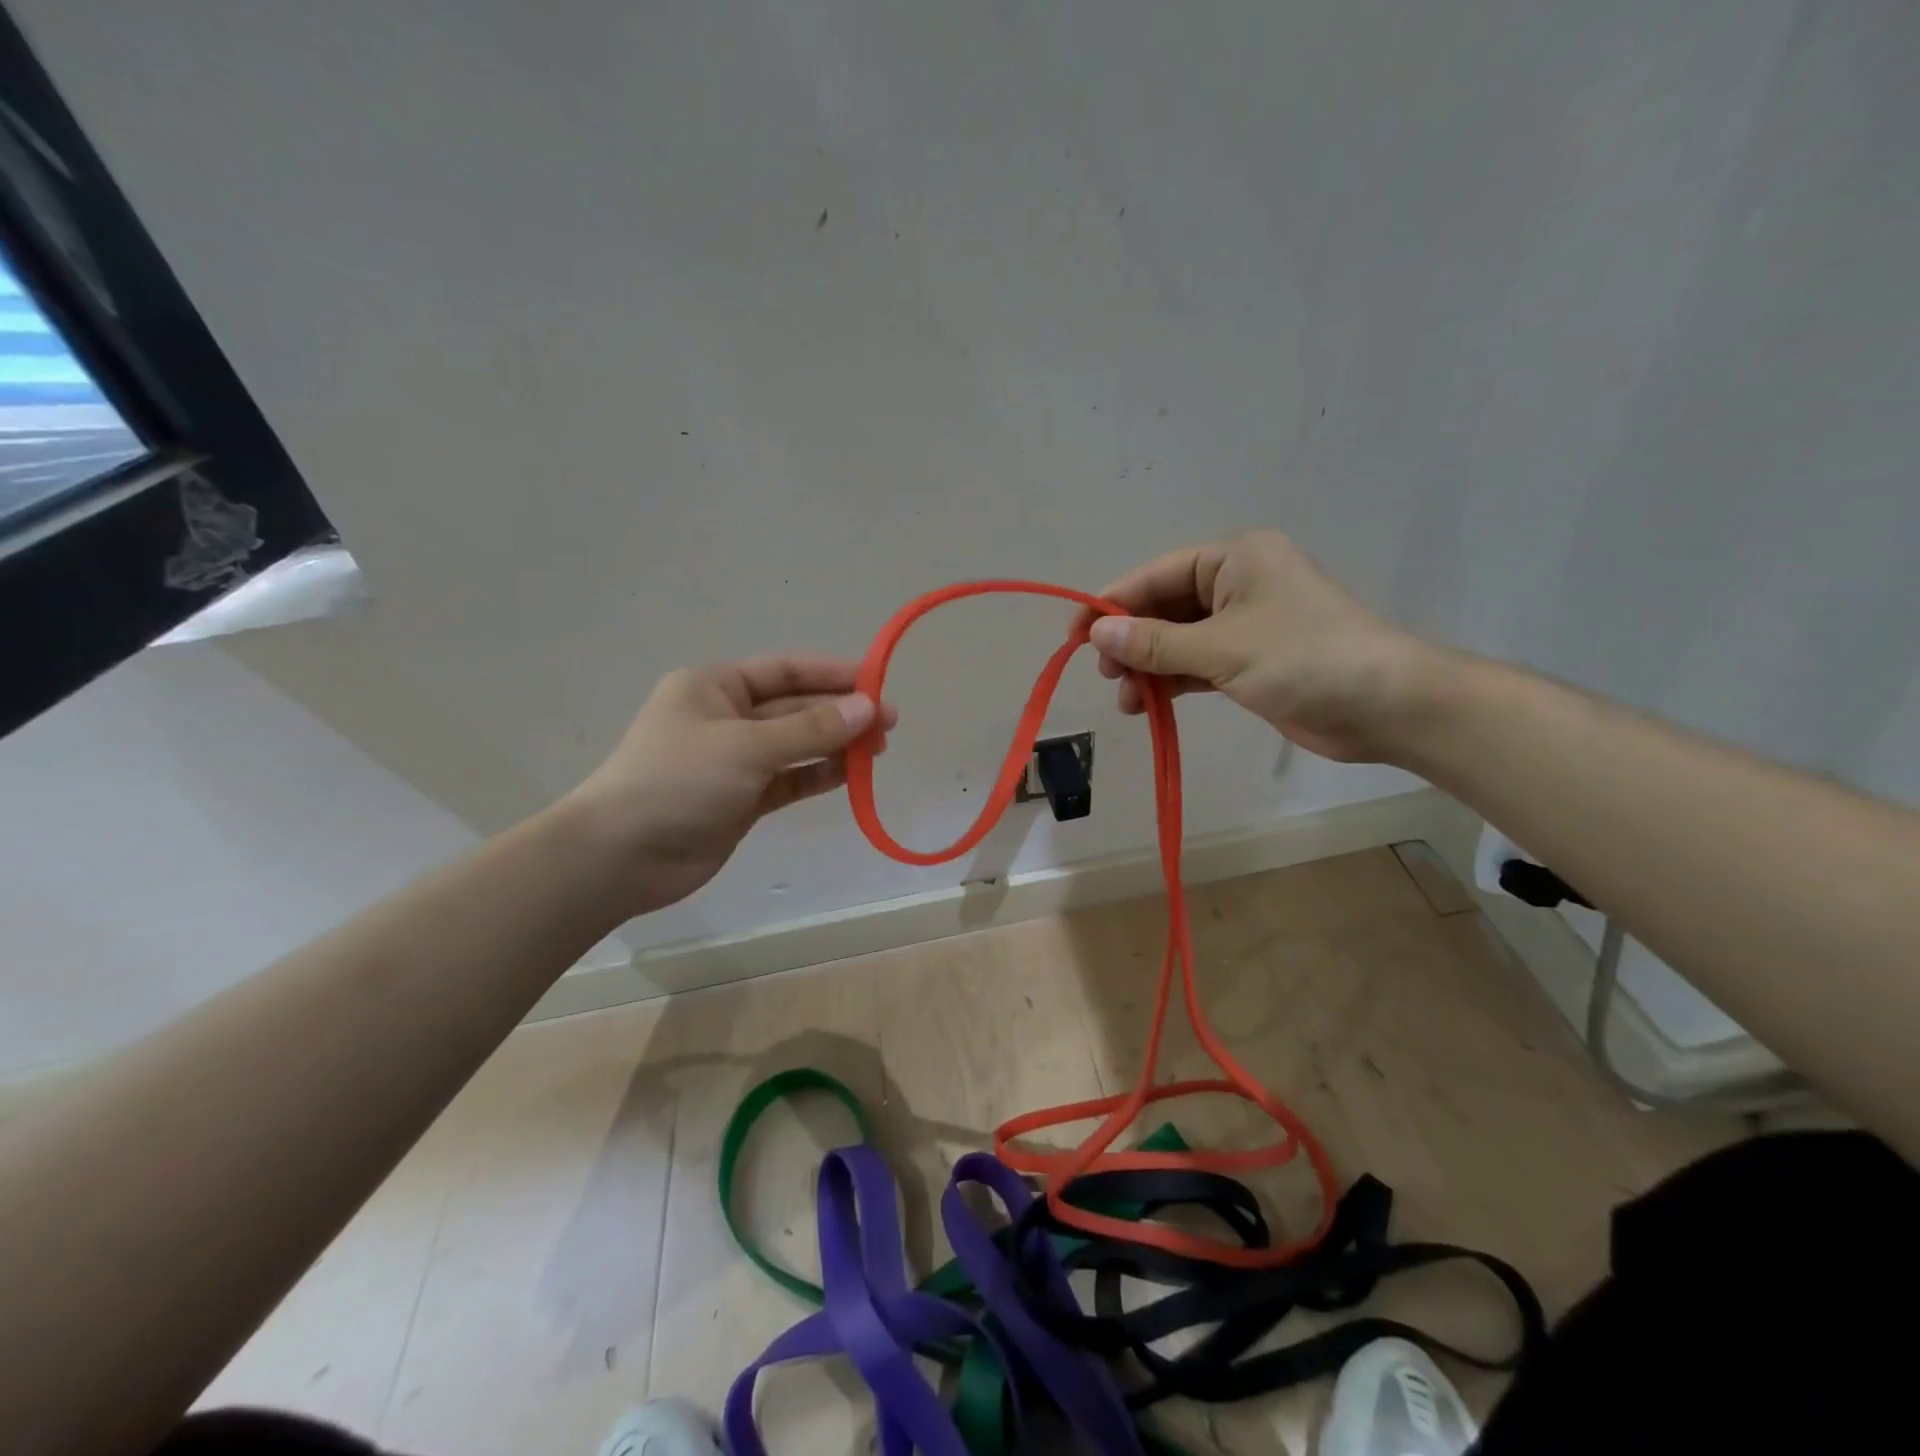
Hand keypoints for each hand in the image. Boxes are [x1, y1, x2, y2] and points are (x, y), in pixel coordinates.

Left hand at [561, 655, 896, 915]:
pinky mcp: (742, 799)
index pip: (784, 671)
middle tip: (889, 723)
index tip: (877, 681)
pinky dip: (818, 776)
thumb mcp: (747, 747)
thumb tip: (868, 709)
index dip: (832, 674)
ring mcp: (734, 761)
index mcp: (715, 687)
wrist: (620, 857)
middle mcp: (726, 717)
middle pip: (795, 708)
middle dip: (840, 713)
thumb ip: (810, 729)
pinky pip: (789, 779)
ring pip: (796, 745)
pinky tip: (850, 774)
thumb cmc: (678, 782)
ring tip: (879, 750)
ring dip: (835, 745)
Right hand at [1087, 529, 1439, 762]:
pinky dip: (1173, 681)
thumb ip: (1156, 643)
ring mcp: (1245, 623)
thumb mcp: (1222, 648)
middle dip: (1132, 642)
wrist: (1387, 705)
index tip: (1075, 638)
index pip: (1155, 575)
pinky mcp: (1251, 660)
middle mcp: (1236, 584)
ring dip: (1149, 668)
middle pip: (1164, 608)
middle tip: (1107, 676)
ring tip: (1127, 701)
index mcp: (1233, 559)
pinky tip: (1150, 703)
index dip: (1112, 605)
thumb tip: (1096, 635)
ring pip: (1178, 640)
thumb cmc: (1305, 658)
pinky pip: (1197, 664)